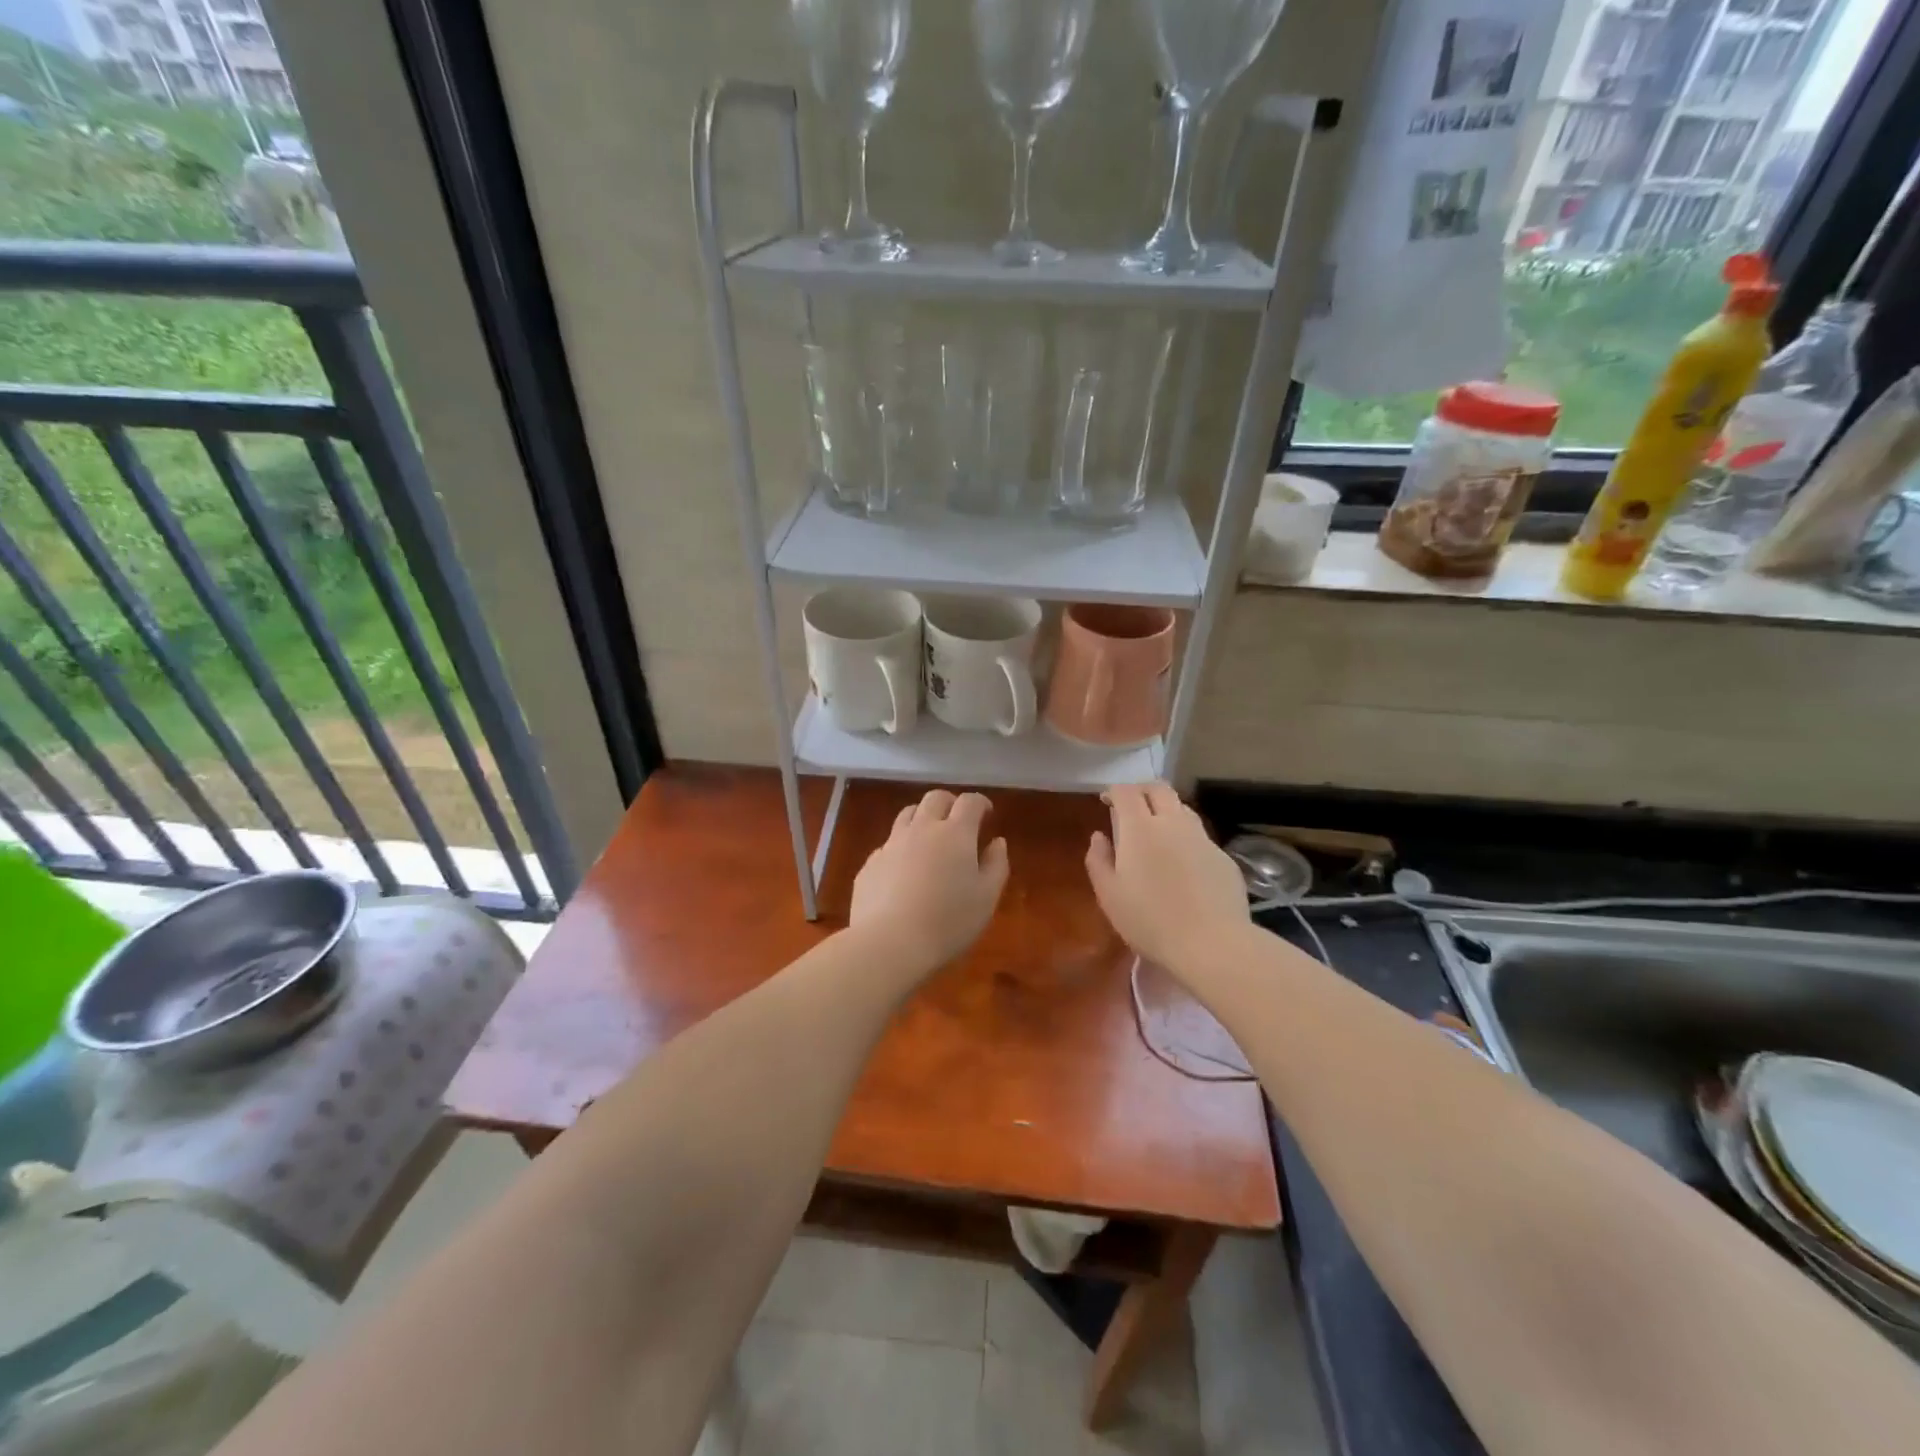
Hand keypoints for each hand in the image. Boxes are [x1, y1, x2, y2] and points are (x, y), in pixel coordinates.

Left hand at [849, 790, 1009, 976]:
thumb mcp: (986, 898)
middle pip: (935, 798)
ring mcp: (891, 844)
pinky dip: (901, 847)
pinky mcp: (870, 863)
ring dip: (922, 818)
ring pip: (907, 815)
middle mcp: (921, 829)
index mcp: (955, 834)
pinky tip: (904, 870)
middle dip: (950, 803)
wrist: (889, 943)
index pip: (969, 802)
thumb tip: (997, 842)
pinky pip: (888, 844)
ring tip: (930, 838)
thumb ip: (996, 865)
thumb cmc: (948, 921)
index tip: (987, 813)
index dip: (980, 802)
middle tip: (959, 820)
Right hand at [1086, 782, 1248, 970]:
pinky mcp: (1223, 858)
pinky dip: (1186, 839)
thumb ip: (1099, 860)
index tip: (1106, 802)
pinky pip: (1200, 837)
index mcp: (1140, 829)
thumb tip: (1099, 836)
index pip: (1126, 791)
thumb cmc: (1150, 921)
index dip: (1114, 792)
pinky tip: (1183, 866)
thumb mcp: (1109, 895)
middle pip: (1159, 789)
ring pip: (1183, 809)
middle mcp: (1173, 823)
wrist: (1212, 944)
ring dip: (1166, 812)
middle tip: (1131, 808)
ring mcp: (1202, 839)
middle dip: (1142, 791)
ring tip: (1157, 834)